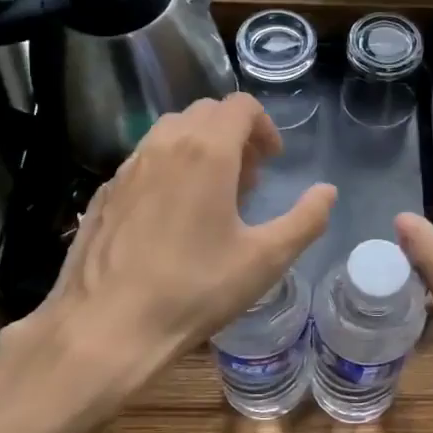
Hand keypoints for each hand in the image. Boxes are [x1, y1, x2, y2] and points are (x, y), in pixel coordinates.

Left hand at [37, 94, 334, 402]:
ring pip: (171, 132)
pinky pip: (144, 159)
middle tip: (248, 180)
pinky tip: (171, 217)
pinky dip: (168, 167)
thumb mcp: (265, 260)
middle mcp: (164, 145)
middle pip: (206, 112)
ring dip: (200, 147)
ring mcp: (128, 166)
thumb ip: (305, 220)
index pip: (240, 106)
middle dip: (234, 134)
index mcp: (207, 151)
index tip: (272, 162)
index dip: (264, 126)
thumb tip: (327, 192)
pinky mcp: (105, 191)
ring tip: (211, 195)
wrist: (106, 326)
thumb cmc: (195, 290)